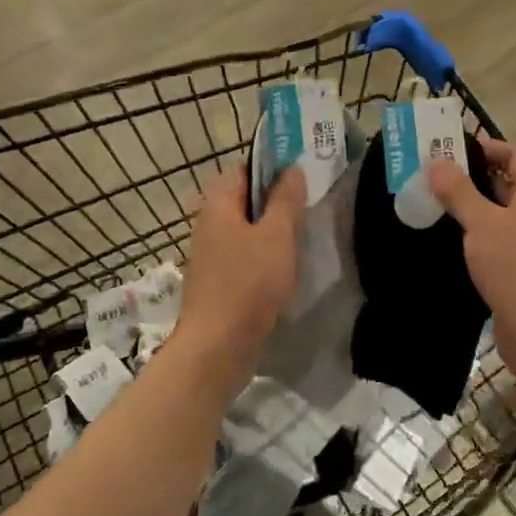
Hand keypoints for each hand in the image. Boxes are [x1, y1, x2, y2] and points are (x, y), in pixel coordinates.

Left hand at [172, 166, 306, 385]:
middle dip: (274, 202)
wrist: (217, 347)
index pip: (242, 170)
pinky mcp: (216, 282)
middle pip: (243, 201)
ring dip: (270, 232)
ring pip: (244, 231)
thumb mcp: (277, 236)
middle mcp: (207, 225)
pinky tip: (284, 269)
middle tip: (308, 207)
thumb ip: (285, 200)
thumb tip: (291, 168)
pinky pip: (242, 257)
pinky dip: (262, 257)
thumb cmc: (249, 283)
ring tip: (302, 237)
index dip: (271, 168)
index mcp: (217, 205)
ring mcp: (209, 255)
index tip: (301, 175)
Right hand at [429, 137, 515, 375]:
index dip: (485, 148)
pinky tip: (447, 244)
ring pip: (499, 217)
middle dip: (470, 179)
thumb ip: (459, 191)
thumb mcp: (482, 223)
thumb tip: (437, 162)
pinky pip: (497, 244)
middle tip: (431, 178)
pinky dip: (475, 239)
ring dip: (470, 211)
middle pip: (505, 185)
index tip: (449, 150)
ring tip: (431, 207)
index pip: (513, 156)